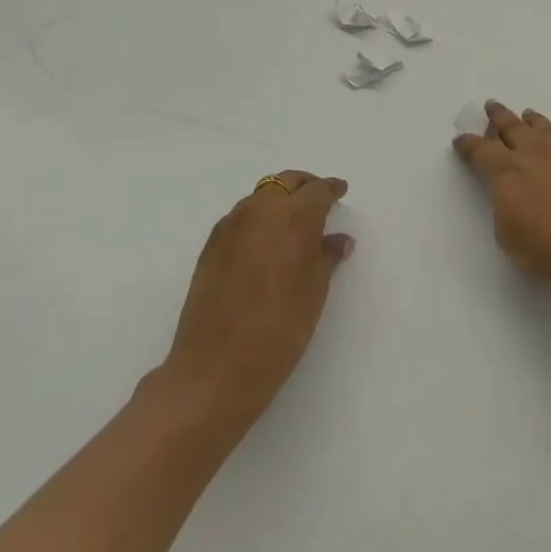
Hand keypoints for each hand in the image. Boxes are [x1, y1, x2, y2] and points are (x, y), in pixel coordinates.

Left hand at [155, 171, 353, 431]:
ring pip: (260, 197)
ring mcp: (230, 226)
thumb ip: (327, 257)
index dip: (331, 189)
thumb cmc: (280, 329)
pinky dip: (257, 217)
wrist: (215, 369)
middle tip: (319, 200)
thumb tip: (338, 241)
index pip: (317, 190)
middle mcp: (260, 211)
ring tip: (292, 221)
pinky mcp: (210, 246)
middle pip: (285, 183)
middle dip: (304, 186)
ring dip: (279, 200)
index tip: (341, 191)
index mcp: (293, 216)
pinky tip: (265, 241)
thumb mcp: (315, 292)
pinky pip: (240, 217)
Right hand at [453, 102, 550, 290]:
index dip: (468, 145)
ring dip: (526, 119)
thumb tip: (510, 195)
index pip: (480, 151)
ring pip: (538, 126)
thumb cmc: (549, 247)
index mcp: (505, 172)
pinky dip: (549, 130)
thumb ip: (504, 208)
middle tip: (490, 106)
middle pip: (510, 127)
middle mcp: (530, 154)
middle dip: (497, 117)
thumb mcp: (508, 236)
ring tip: (524, 114)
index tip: (460, 139)